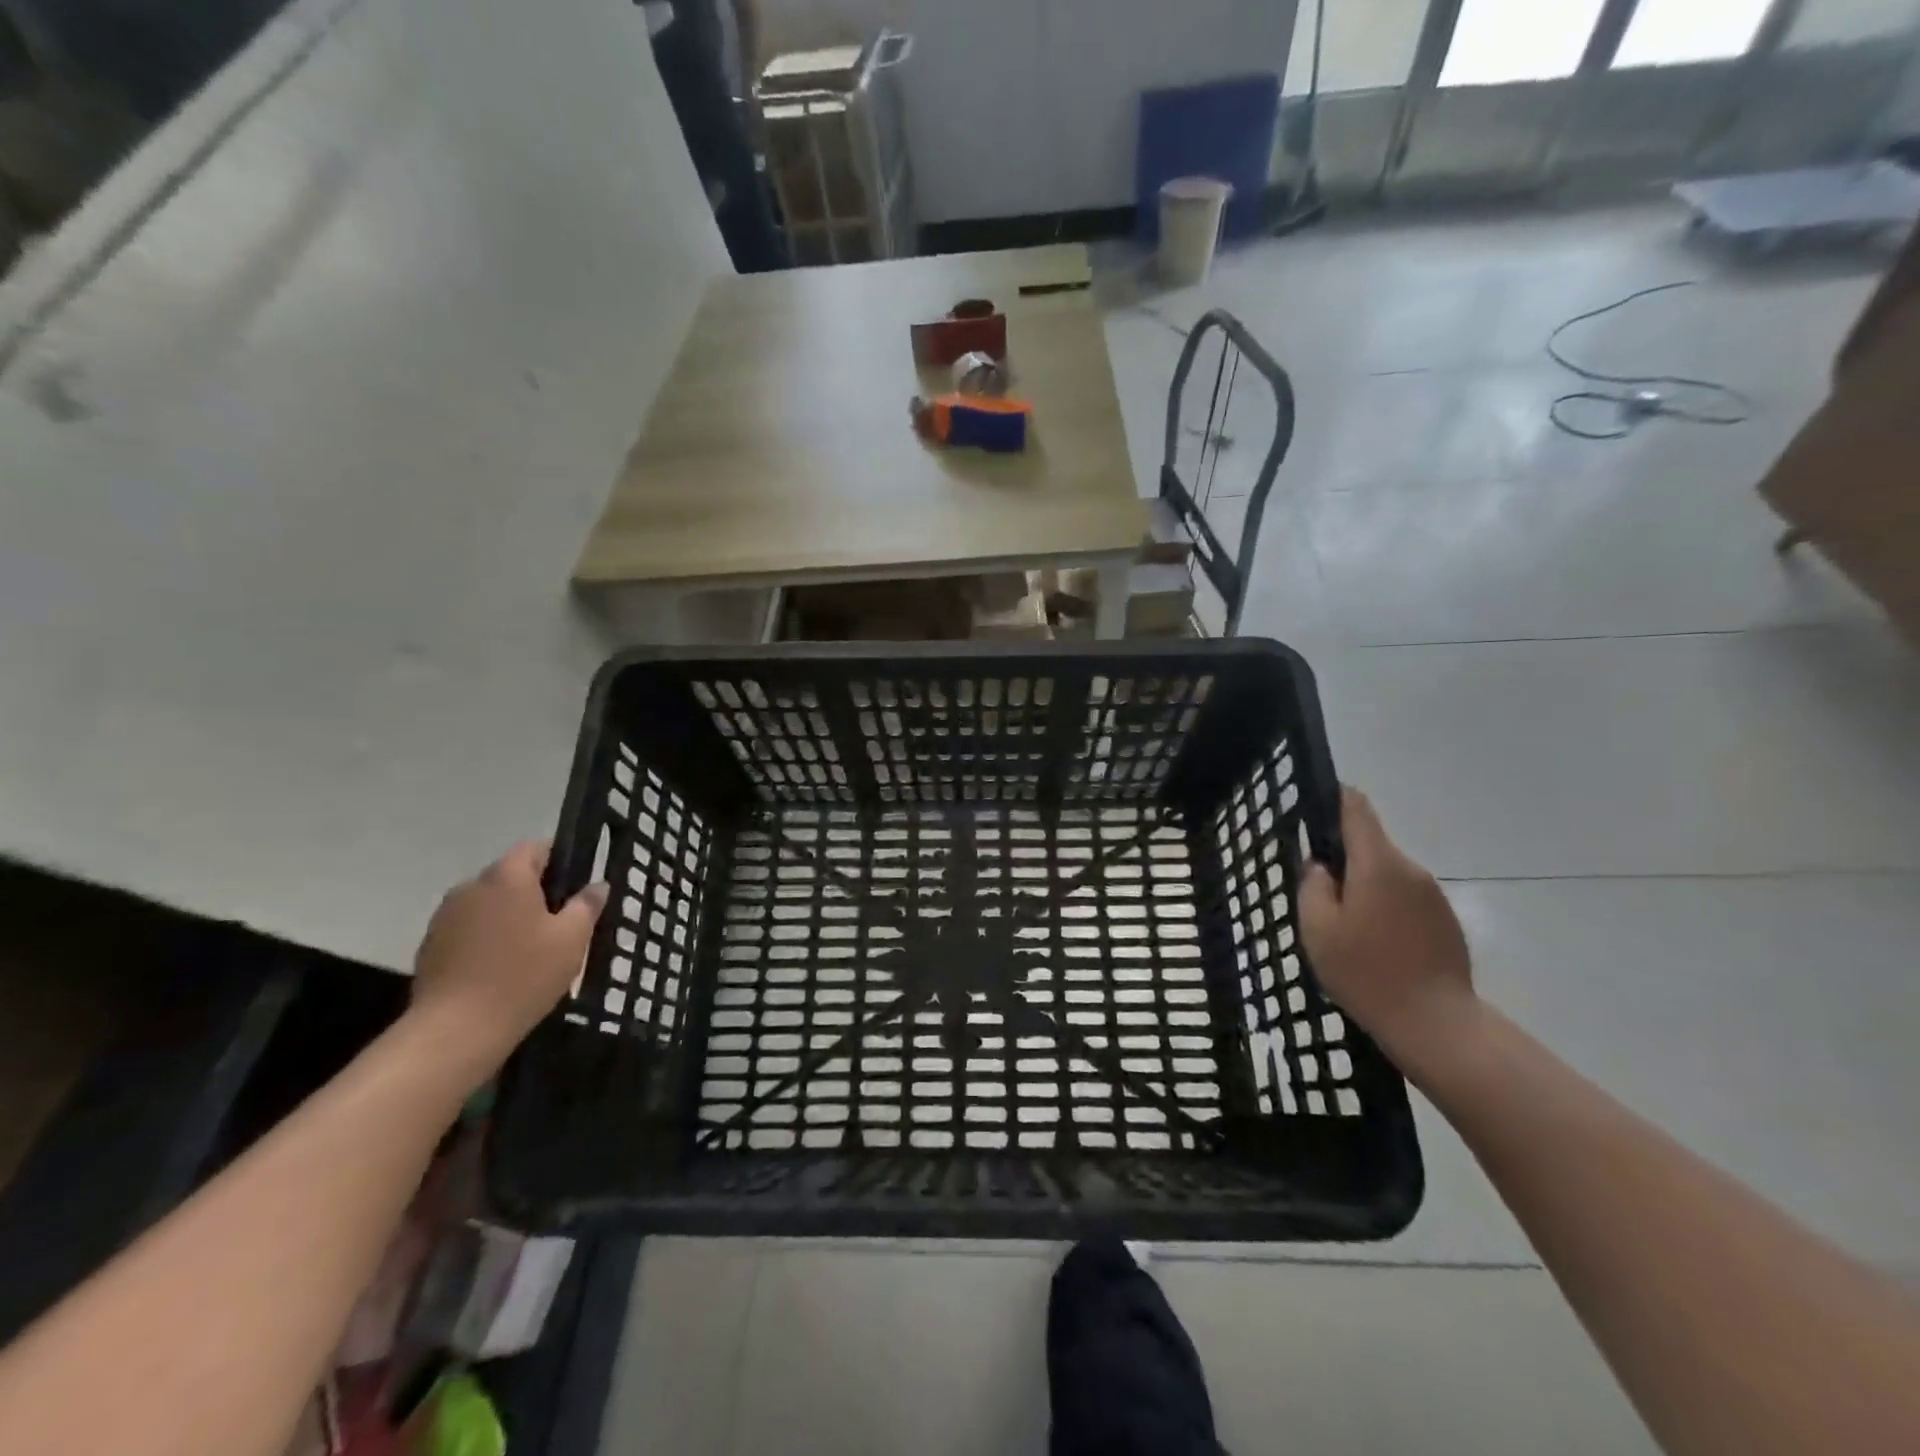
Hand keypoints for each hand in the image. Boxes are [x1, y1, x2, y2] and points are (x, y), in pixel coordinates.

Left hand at [409, 841, 607, 1068]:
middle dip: (535, 892)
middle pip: (511, 876)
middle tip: (561, 923)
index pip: (536, 847)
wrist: (456, 1030)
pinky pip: (469, 929)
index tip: (576, 888)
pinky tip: (502, 969)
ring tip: (531, 950)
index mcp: (507, 876)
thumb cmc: (524, 975)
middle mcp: (471, 886)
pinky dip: (487, 939)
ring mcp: (445, 917)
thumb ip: (587, 905)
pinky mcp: (430, 946)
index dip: (560, 861)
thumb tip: (597, 885)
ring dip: (509, 917)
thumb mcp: (572, 939)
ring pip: (489, 904)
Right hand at [1299, 787, 1477, 1077]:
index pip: (1356, 807)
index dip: (1333, 799)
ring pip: (1386, 874)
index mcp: (1377, 863)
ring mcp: (1433, 895)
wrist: (1436, 1024)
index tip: (1312, 810)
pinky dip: (1385, 909)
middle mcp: (1410, 869)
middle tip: (1318, 896)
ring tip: (1344, 928)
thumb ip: (1312, 885)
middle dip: (1343, 859)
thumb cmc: (1366, 972)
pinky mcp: (1445, 920)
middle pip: (1370, 844)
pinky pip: (1405, 899)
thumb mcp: (1317, 928)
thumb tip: (1320, 865)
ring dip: (1364, 888)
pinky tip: (1374, 945)